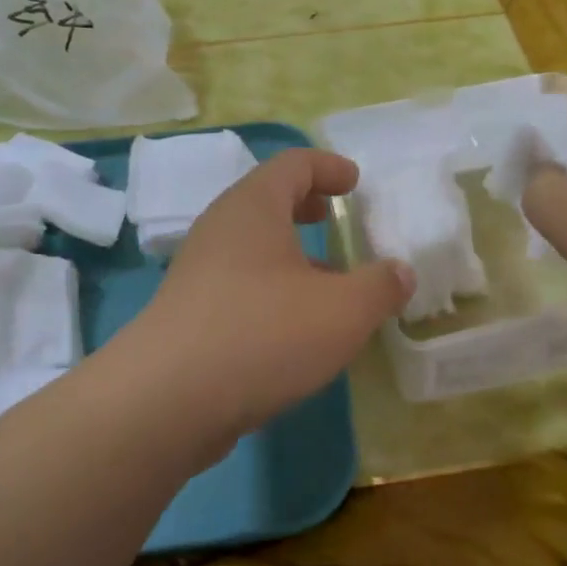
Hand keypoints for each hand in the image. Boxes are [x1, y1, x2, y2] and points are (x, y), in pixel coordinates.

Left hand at [118, 149, 412, 460]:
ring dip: (290, 256)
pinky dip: (271, 290)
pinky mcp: (188, 315)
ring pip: (252, 249)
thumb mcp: (343, 310)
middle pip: (266, 201)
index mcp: (253, 208)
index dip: (328, 166)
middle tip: (333, 217)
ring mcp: (198, 274)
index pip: (292, 164)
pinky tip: (295, 328)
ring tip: (327, 281)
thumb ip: (380, 286)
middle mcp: (220, 230)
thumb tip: (400, 272)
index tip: (354, 181)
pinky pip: (239, 286)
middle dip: (304, 206)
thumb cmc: (263, 334)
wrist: (166, 401)